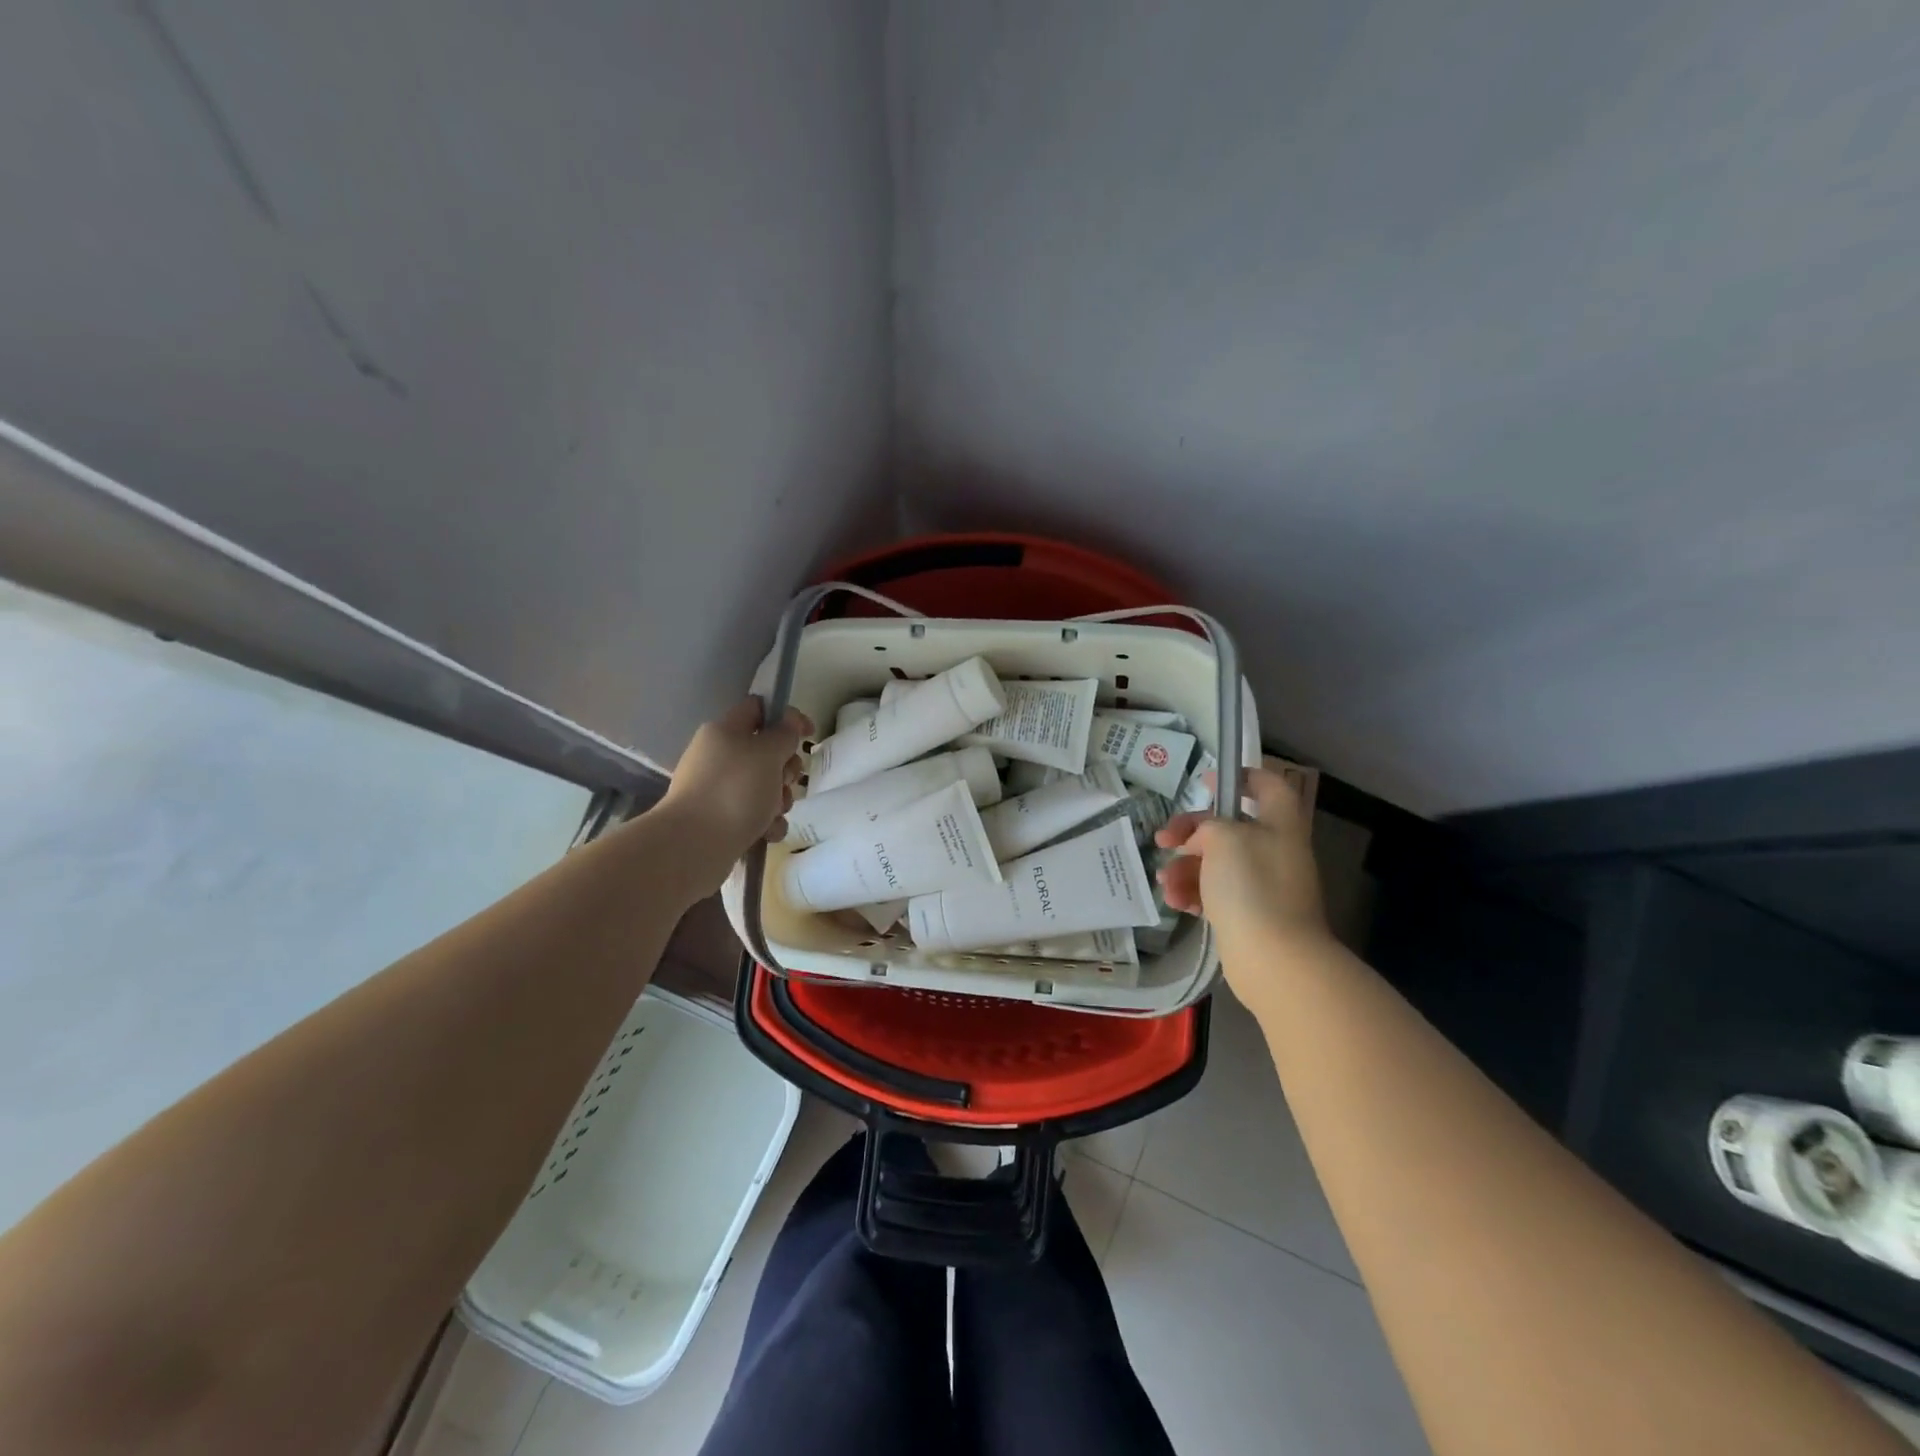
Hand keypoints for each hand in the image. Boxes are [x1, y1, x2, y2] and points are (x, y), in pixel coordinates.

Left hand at [653, 698, 810, 894]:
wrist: (694, 846)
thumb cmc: (735, 790)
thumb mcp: (768, 753)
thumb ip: (784, 734)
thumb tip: (788, 722)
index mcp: (724, 731)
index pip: (758, 708)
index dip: (787, 716)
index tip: (808, 733)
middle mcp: (718, 756)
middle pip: (766, 751)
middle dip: (786, 768)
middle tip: (786, 780)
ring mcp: (718, 790)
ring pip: (764, 786)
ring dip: (780, 799)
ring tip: (774, 813)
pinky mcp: (721, 820)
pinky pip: (754, 814)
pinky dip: (766, 823)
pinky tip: (766, 833)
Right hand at [1154, 760, 1331, 1011]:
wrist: (1274, 959)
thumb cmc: (1252, 887)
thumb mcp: (1224, 838)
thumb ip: (1208, 826)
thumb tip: (1204, 840)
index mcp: (1279, 825)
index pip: (1268, 785)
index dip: (1240, 777)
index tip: (1206, 782)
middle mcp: (1274, 851)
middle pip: (1229, 827)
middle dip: (1191, 832)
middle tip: (1163, 839)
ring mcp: (1263, 886)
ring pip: (1216, 863)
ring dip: (1184, 867)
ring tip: (1165, 882)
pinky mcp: (1249, 915)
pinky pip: (1215, 894)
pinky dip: (1193, 893)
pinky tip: (1175, 901)